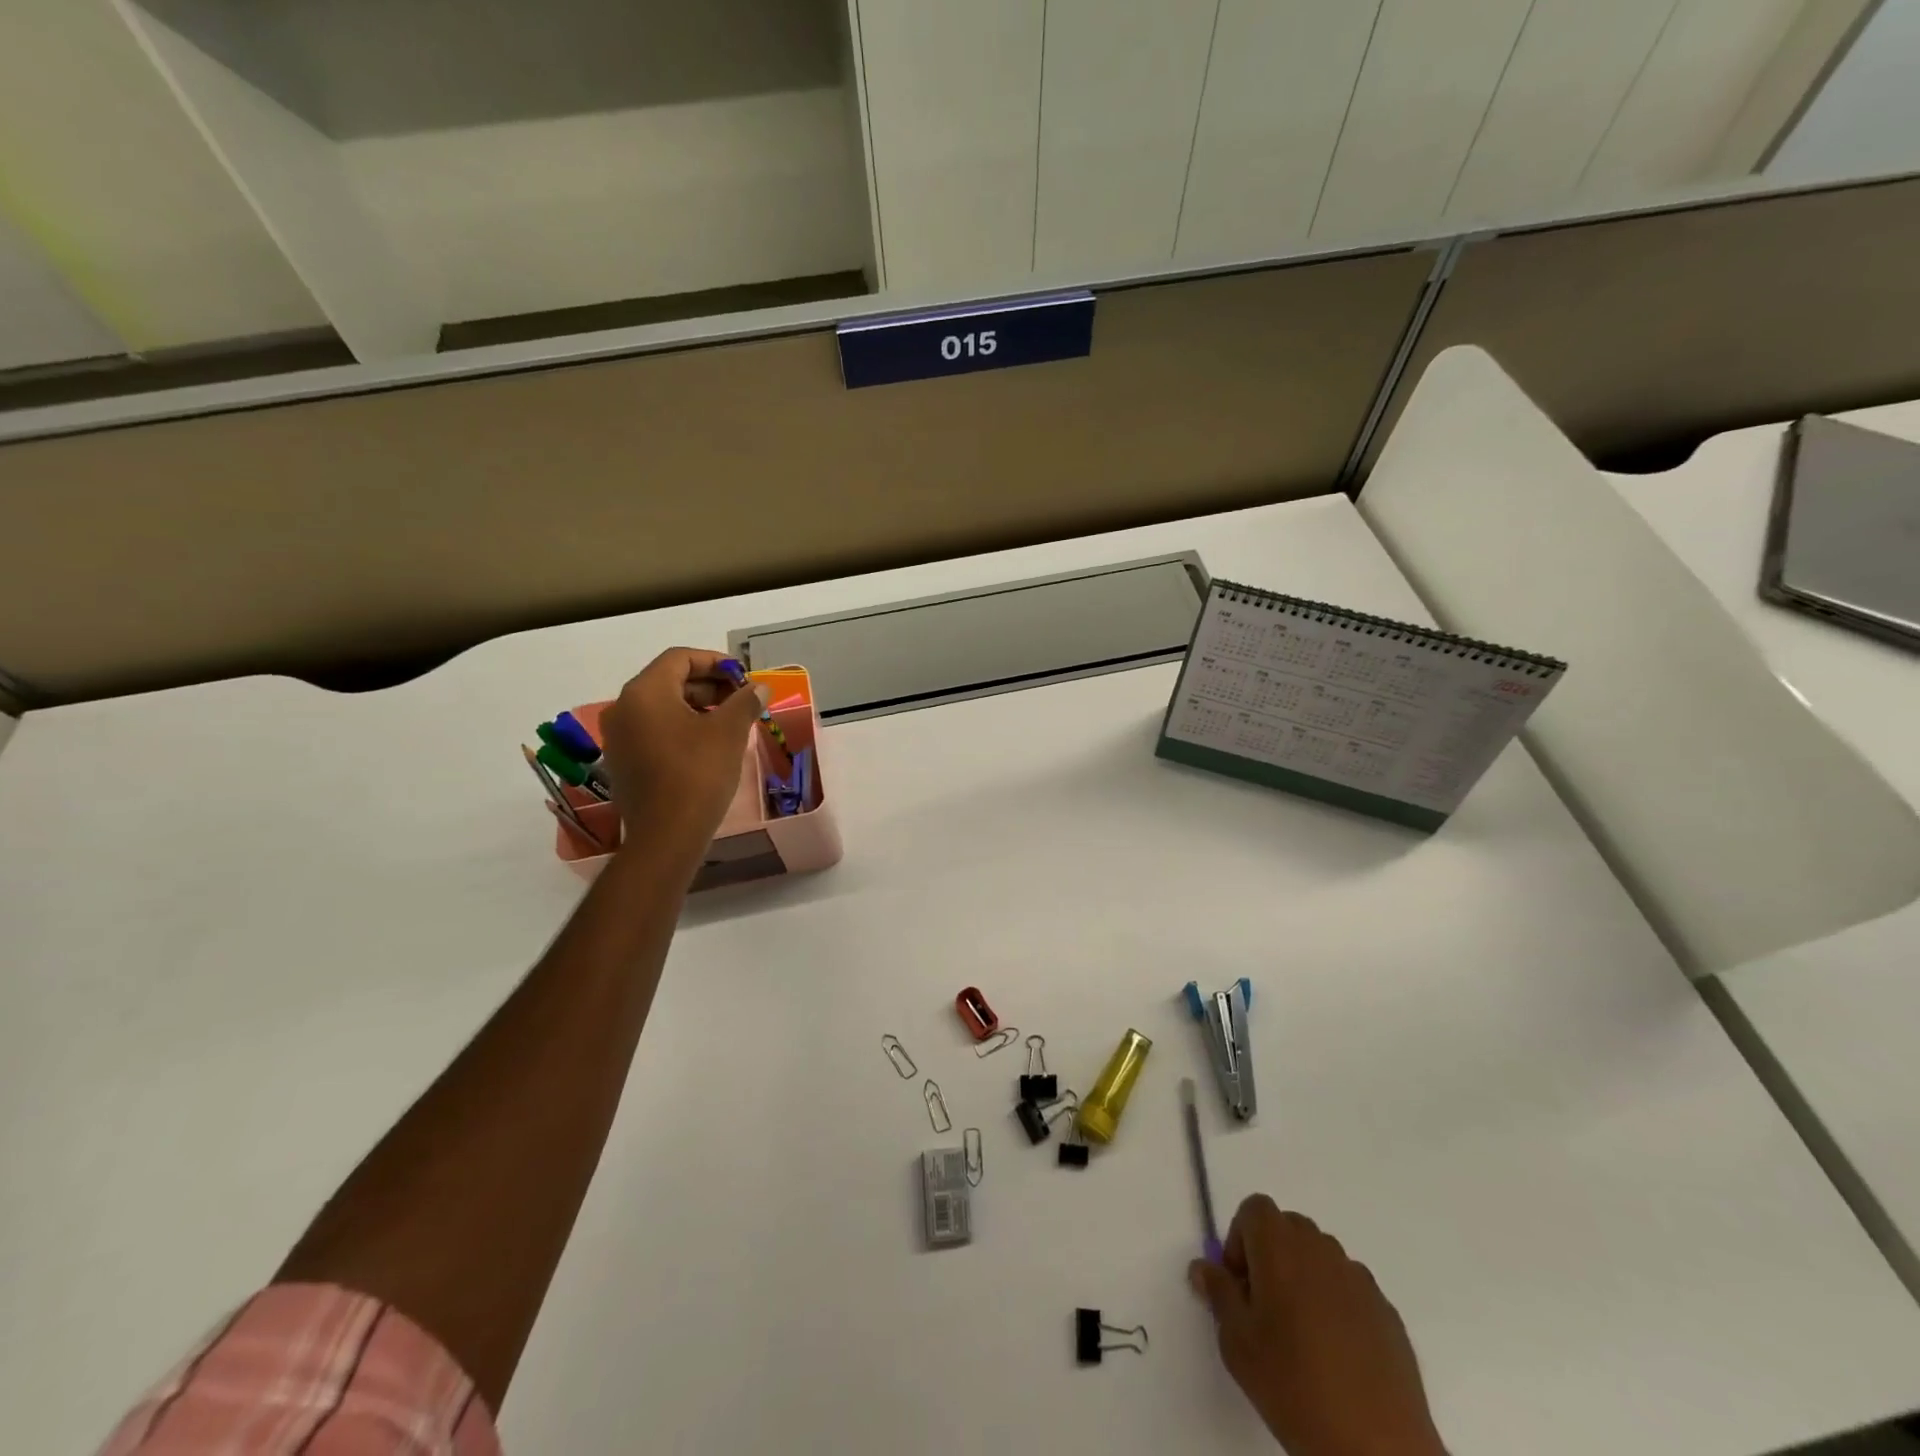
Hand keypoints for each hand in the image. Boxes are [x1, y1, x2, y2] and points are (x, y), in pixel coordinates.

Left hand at [597, 648, 767, 847]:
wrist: (667, 835)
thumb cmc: (699, 774)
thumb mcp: (729, 732)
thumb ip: (745, 701)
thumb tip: (759, 687)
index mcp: (645, 692)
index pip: (680, 658)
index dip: (715, 662)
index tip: (743, 677)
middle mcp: (623, 708)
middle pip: (668, 680)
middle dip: (708, 685)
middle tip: (741, 699)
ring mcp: (618, 737)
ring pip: (661, 707)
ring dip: (696, 707)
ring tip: (729, 722)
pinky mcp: (622, 762)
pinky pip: (653, 731)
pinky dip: (680, 728)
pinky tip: (707, 745)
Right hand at [1190, 1196, 1443, 1455]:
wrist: (1376, 1447)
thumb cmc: (1293, 1384)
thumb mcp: (1237, 1342)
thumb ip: (1218, 1293)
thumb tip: (1203, 1266)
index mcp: (1280, 1245)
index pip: (1254, 1209)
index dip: (1239, 1239)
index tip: (1240, 1285)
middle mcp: (1320, 1249)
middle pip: (1288, 1228)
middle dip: (1271, 1255)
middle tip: (1264, 1308)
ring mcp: (1359, 1279)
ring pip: (1320, 1258)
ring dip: (1304, 1278)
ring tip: (1302, 1334)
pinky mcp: (1387, 1312)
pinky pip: (1350, 1289)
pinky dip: (1337, 1305)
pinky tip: (1337, 1354)